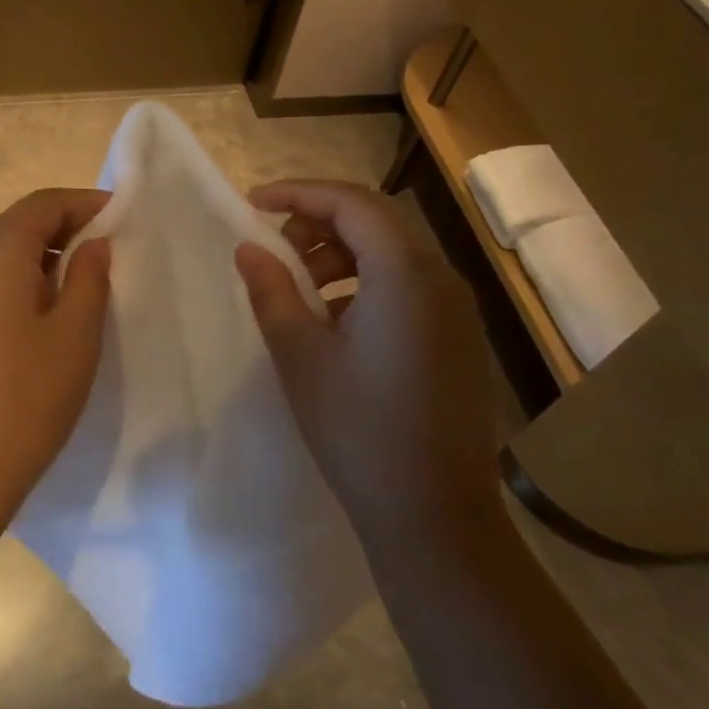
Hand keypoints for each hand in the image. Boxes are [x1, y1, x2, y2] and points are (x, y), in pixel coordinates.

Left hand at [0, 188, 112, 541]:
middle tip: (104, 251)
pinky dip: (14, 284)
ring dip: (38, 259)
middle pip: (15, 226)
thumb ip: (89, 279)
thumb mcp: (74, 336)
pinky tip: (35, 320)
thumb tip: (91, 244)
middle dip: (62, 229)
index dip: (83, 202)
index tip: (120, 214)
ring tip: (76, 287)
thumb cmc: (25, 399)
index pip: (41, 205)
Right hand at [234, 180, 497, 555]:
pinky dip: (364, 283)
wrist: (433, 514)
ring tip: (299, 289)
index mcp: (406, 275)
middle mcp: (443, 281)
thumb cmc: (357, 428)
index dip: (299, 193)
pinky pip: (408, 286)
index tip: (253, 203)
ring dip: (341, 254)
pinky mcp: (459, 340)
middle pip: (376, 221)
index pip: (352, 202)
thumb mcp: (299, 353)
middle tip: (273, 249)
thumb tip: (249, 248)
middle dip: (318, 223)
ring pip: (393, 254)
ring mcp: (457, 312)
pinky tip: (334, 323)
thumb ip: (271, 289)